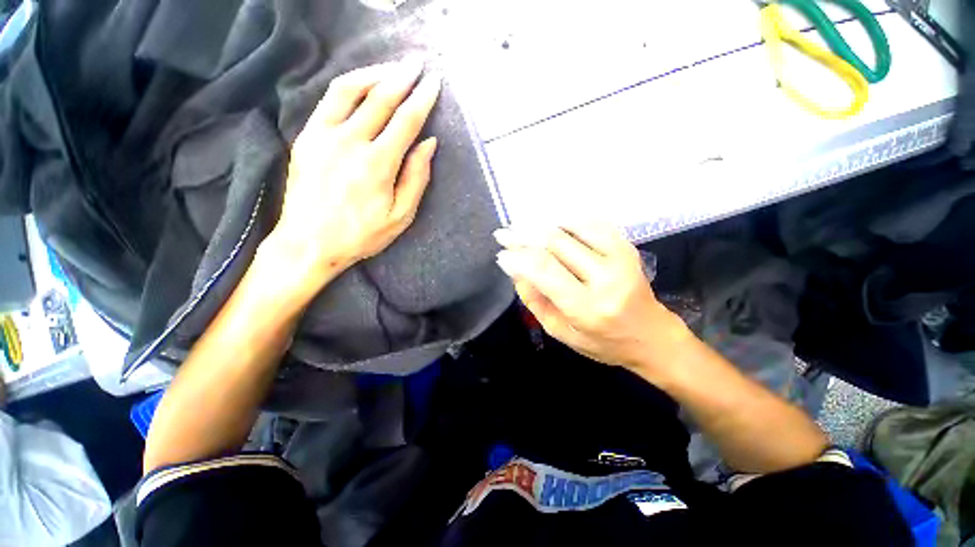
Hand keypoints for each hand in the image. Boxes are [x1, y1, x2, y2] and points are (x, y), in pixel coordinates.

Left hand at [266, 60, 441, 288]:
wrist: (309, 243)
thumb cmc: (362, 234)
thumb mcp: (400, 216)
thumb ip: (416, 178)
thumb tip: (428, 144)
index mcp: (378, 164)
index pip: (406, 120)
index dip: (422, 98)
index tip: (434, 82)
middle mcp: (350, 141)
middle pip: (380, 97)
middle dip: (402, 77)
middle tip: (418, 63)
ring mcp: (323, 135)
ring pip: (350, 89)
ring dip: (374, 73)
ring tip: (391, 68)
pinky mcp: (307, 137)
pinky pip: (329, 100)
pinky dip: (349, 86)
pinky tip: (362, 85)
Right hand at [494, 222, 690, 372]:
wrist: (650, 335)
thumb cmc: (602, 342)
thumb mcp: (560, 331)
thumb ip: (534, 300)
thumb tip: (515, 269)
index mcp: (588, 307)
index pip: (544, 270)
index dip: (518, 257)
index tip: (501, 253)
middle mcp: (606, 278)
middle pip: (556, 243)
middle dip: (523, 235)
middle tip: (503, 234)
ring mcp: (620, 257)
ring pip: (572, 226)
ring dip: (542, 222)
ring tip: (521, 225)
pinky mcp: (626, 247)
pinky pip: (591, 222)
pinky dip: (566, 218)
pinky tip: (549, 220)